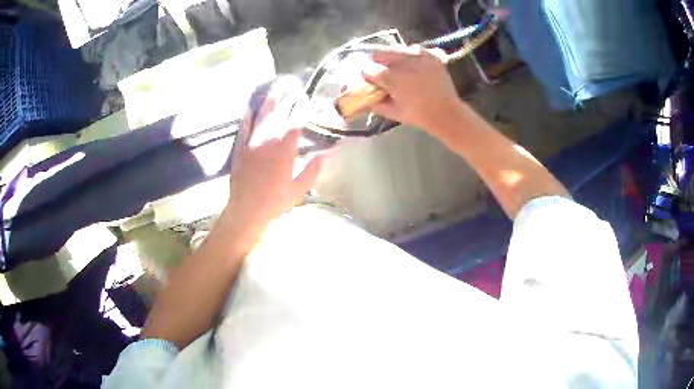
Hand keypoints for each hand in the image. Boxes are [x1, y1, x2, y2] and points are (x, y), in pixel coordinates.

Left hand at [224, 77, 325, 250]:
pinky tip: (248, 106)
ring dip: (268, 102)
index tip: (306, 99)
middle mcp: (268, 140)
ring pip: (261, 117)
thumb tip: (326, 155)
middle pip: (278, 114)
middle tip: (290, 85)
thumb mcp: (299, 190)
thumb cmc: (275, 201)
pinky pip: (243, 127)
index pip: (295, 123)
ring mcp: (252, 142)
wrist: (247, 209)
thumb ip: (312, 171)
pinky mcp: (240, 148)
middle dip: (285, 98)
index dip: (301, 109)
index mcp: (284, 150)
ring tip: (274, 90)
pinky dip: (246, 116)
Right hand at [362, 45, 461, 132]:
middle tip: (385, 72)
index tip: (372, 81)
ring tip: (401, 68)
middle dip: (379, 62)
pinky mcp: (431, 55)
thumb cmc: (418, 115)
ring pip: (397, 48)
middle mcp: (403, 61)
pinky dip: (413, 54)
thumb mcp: (393, 112)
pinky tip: (415, 65)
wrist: (446, 113)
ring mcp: (419, 56)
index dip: (368, 75)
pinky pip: (416, 48)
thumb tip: (363, 100)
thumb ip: (375, 104)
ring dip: (395, 56)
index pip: (368, 69)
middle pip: (380, 53)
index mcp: (390, 77)